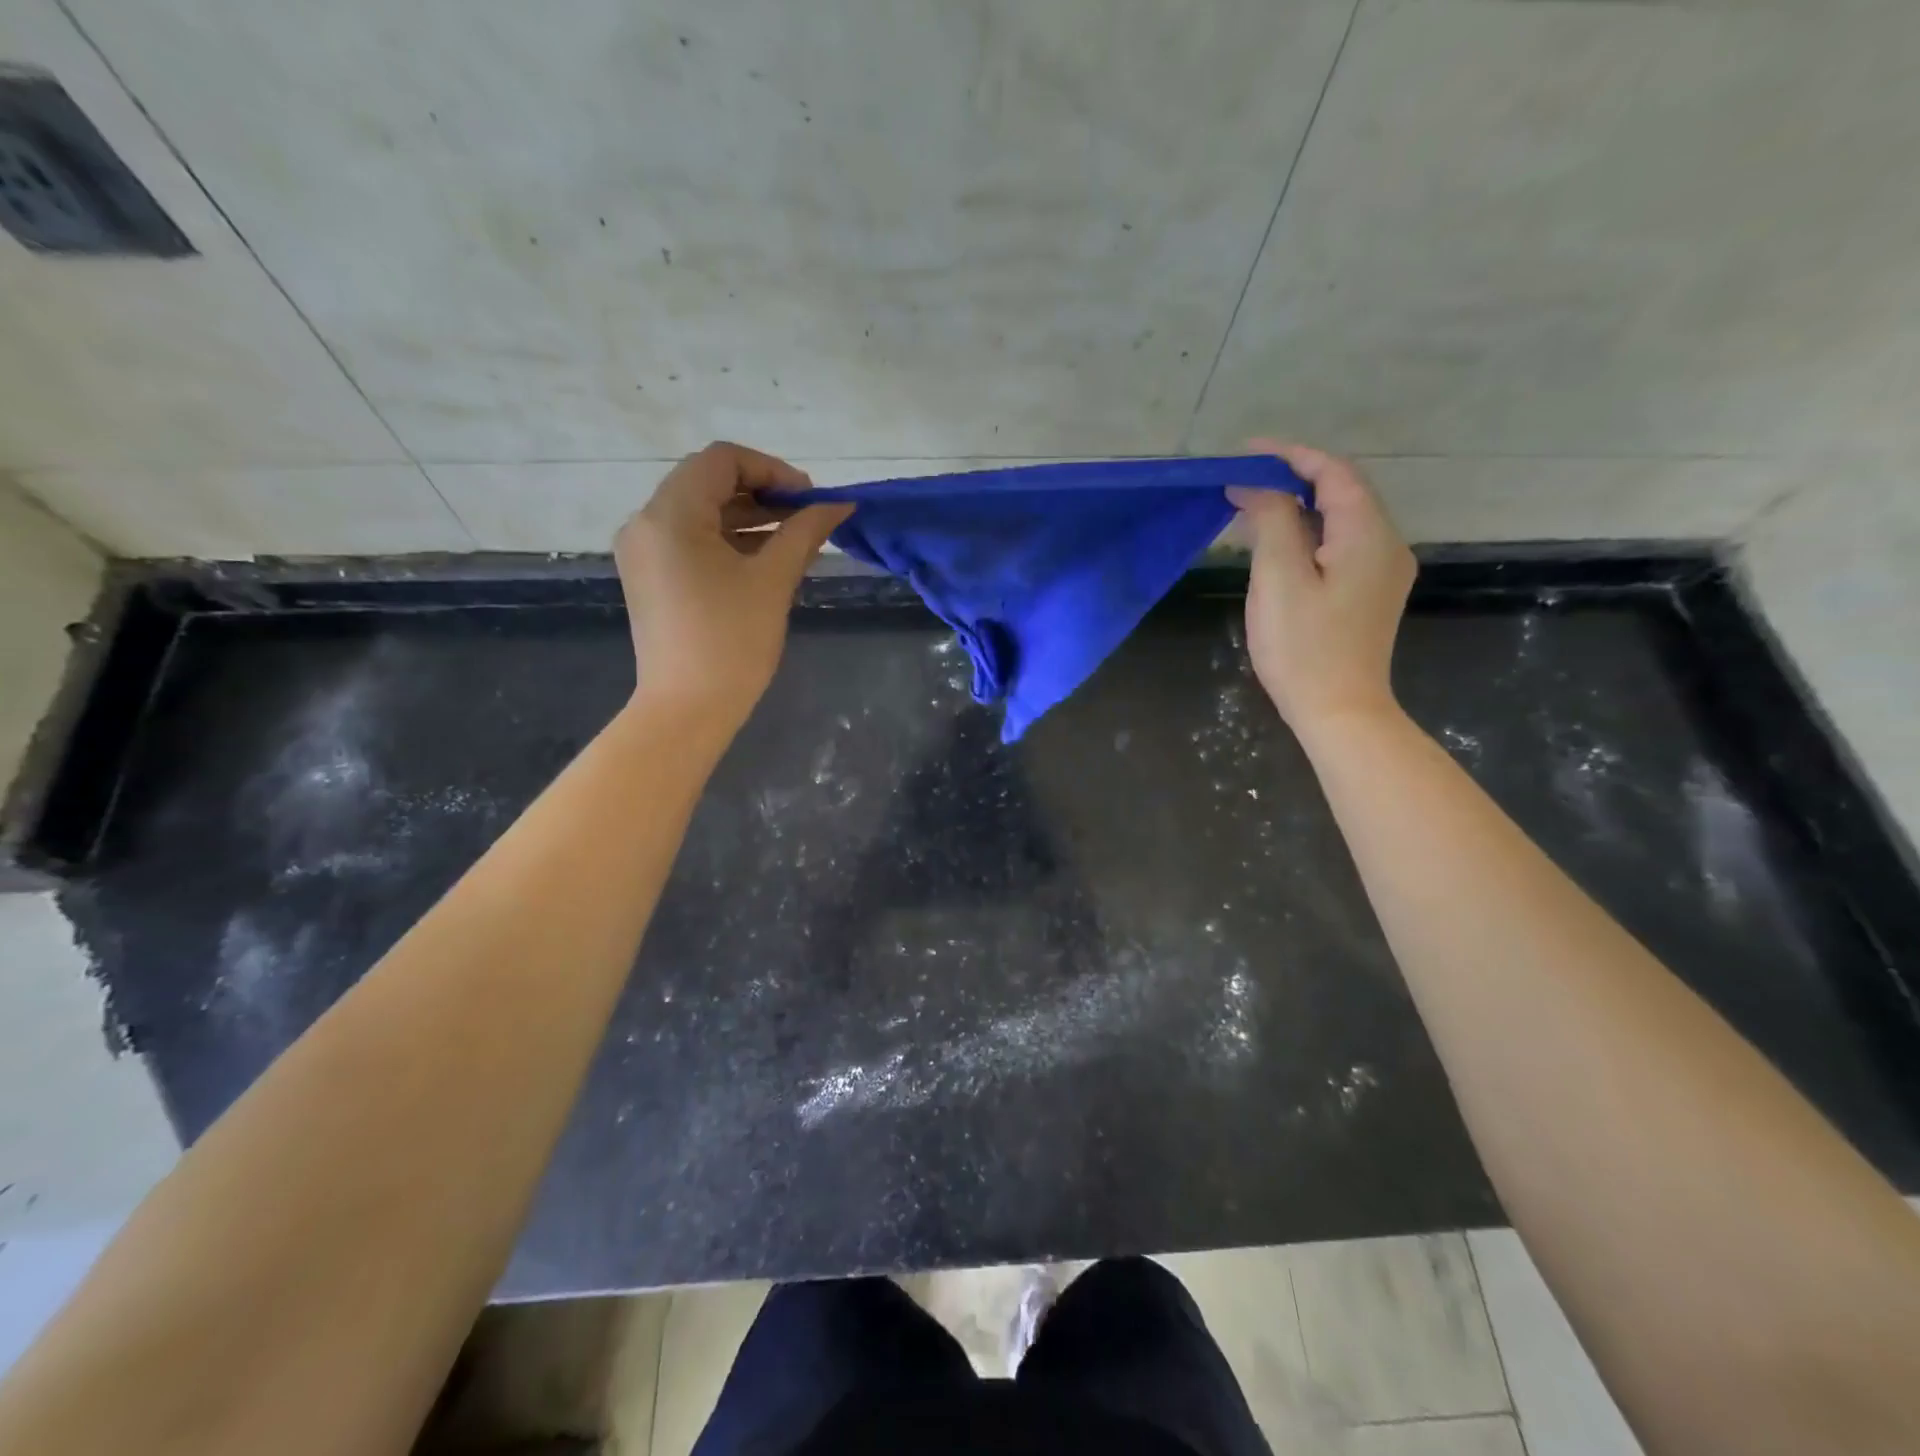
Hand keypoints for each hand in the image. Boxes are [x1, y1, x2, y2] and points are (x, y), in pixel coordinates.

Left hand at [615, 442, 851, 729]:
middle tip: (806, 517)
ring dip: (747, 516)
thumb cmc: (733, 642)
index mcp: (671, 515)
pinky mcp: (650, 576)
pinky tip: (763, 558)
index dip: (772, 469)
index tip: (809, 499)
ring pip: (699, 511)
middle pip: (707, 481)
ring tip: (793, 539)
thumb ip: (806, 532)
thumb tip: (840, 505)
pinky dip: (727, 540)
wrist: (687, 709)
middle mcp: (646, 522)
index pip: (722, 460)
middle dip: (761, 492)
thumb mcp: (774, 580)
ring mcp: (643, 551)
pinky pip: (690, 540)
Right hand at [1227, 440, 1414, 738]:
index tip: (1245, 452)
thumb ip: (1271, 520)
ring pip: (1340, 519)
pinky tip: (1278, 545)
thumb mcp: (1278, 578)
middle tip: (1243, 481)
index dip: (1290, 454)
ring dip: (1297, 506)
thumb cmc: (1303, 646)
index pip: (1333, 472)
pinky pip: (1341, 544)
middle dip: (1292, 478)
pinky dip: (1308, 532)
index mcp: (1367, 533)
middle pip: (1341, 491)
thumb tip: (1256, 485)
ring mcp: (1383, 570)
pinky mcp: (1371, 592)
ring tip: (1252, 508)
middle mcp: (1386, 543)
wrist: (1340, 711)